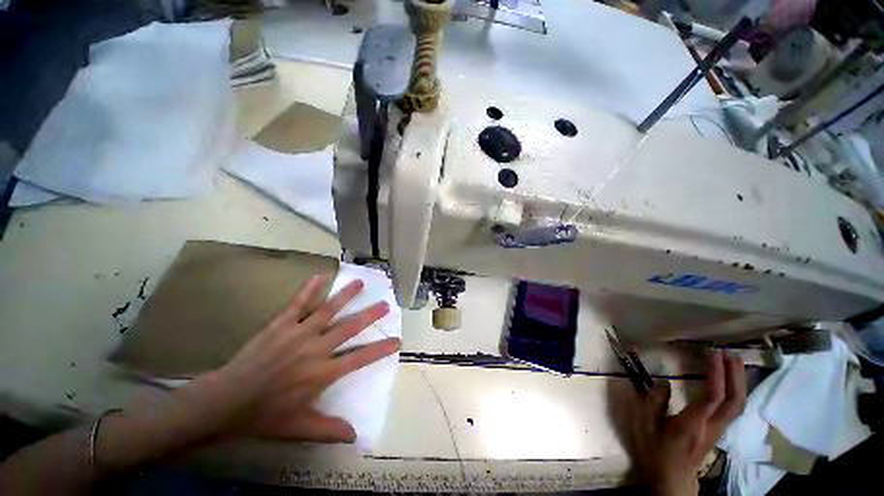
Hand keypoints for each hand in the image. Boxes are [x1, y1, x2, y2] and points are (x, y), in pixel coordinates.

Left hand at [180, 274, 399, 443]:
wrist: (227, 400)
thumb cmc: (265, 415)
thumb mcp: (299, 427)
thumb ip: (329, 430)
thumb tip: (356, 437)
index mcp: (322, 373)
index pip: (360, 358)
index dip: (380, 349)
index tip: (397, 340)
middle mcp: (316, 348)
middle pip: (349, 328)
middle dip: (370, 315)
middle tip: (385, 304)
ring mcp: (299, 333)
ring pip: (328, 310)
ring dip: (346, 296)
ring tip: (360, 283)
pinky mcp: (281, 324)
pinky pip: (298, 303)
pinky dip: (310, 289)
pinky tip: (320, 276)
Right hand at [630, 351, 746, 495]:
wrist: (671, 478)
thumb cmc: (655, 451)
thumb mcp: (644, 426)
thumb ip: (654, 402)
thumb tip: (664, 382)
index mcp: (693, 424)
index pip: (713, 398)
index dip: (717, 375)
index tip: (713, 354)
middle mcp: (712, 426)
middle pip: (734, 402)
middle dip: (736, 376)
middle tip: (730, 353)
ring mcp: (718, 430)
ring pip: (738, 405)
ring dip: (739, 382)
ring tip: (733, 362)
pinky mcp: (718, 430)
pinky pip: (733, 409)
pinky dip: (735, 391)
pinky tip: (730, 381)